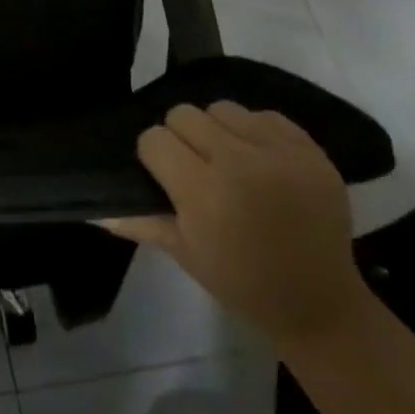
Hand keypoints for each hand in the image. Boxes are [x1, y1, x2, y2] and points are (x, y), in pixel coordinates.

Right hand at [103, 102, 369, 346]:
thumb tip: (93, 208)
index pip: (154, 138)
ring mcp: (279, 153)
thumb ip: (140, 220)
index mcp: (203, 192)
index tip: (166, 177)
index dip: (155, 156)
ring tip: (229, 160)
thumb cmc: (242, 283)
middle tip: (195, 167)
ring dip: (218, 130)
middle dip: (182, 137)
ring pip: (222, 108)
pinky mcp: (310, 150)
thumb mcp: (184, 253)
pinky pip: (264, 115)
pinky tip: (261, 161)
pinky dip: (255, 132)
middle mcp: (239, 162)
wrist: (321, 305)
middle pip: (184, 114)